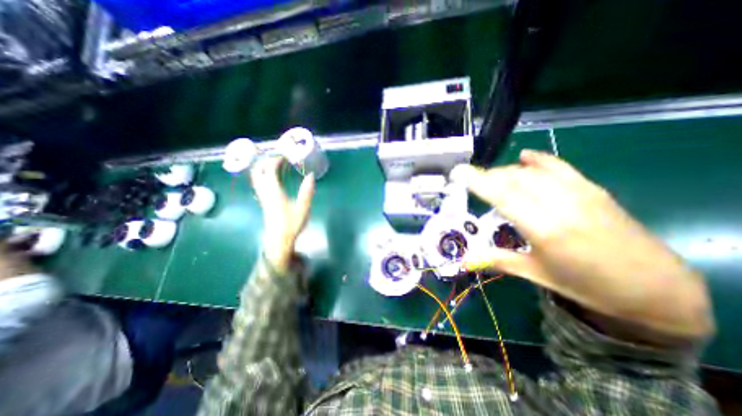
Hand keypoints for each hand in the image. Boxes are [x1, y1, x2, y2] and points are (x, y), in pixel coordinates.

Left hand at [251, 157, 312, 270]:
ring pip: (256, 177)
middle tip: (278, 158)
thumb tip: (311, 175)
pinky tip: (274, 178)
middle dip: (266, 161)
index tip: (285, 156)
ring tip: (275, 165)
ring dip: (263, 167)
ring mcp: (262, 197)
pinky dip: (264, 175)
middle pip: (257, 171)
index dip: (275, 160)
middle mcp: (265, 191)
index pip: (269, 169)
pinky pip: (259, 183)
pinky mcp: (263, 201)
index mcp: (274, 191)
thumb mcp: (303, 207)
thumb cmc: (291, 224)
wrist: (279, 239)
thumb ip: (307, 191)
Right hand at [453, 150, 712, 336]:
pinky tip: (524, 157)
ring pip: (532, 171)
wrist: (653, 287)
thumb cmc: (586, 285)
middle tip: (472, 182)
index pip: (501, 194)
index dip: (476, 180)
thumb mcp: (537, 275)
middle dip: (487, 176)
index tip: (457, 173)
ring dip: (506, 171)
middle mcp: (560, 205)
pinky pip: (559, 166)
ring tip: (492, 178)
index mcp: (543, 229)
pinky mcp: (592, 189)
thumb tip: (465, 259)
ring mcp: (579, 193)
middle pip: (513, 178)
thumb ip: (498, 260)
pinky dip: (538, 160)